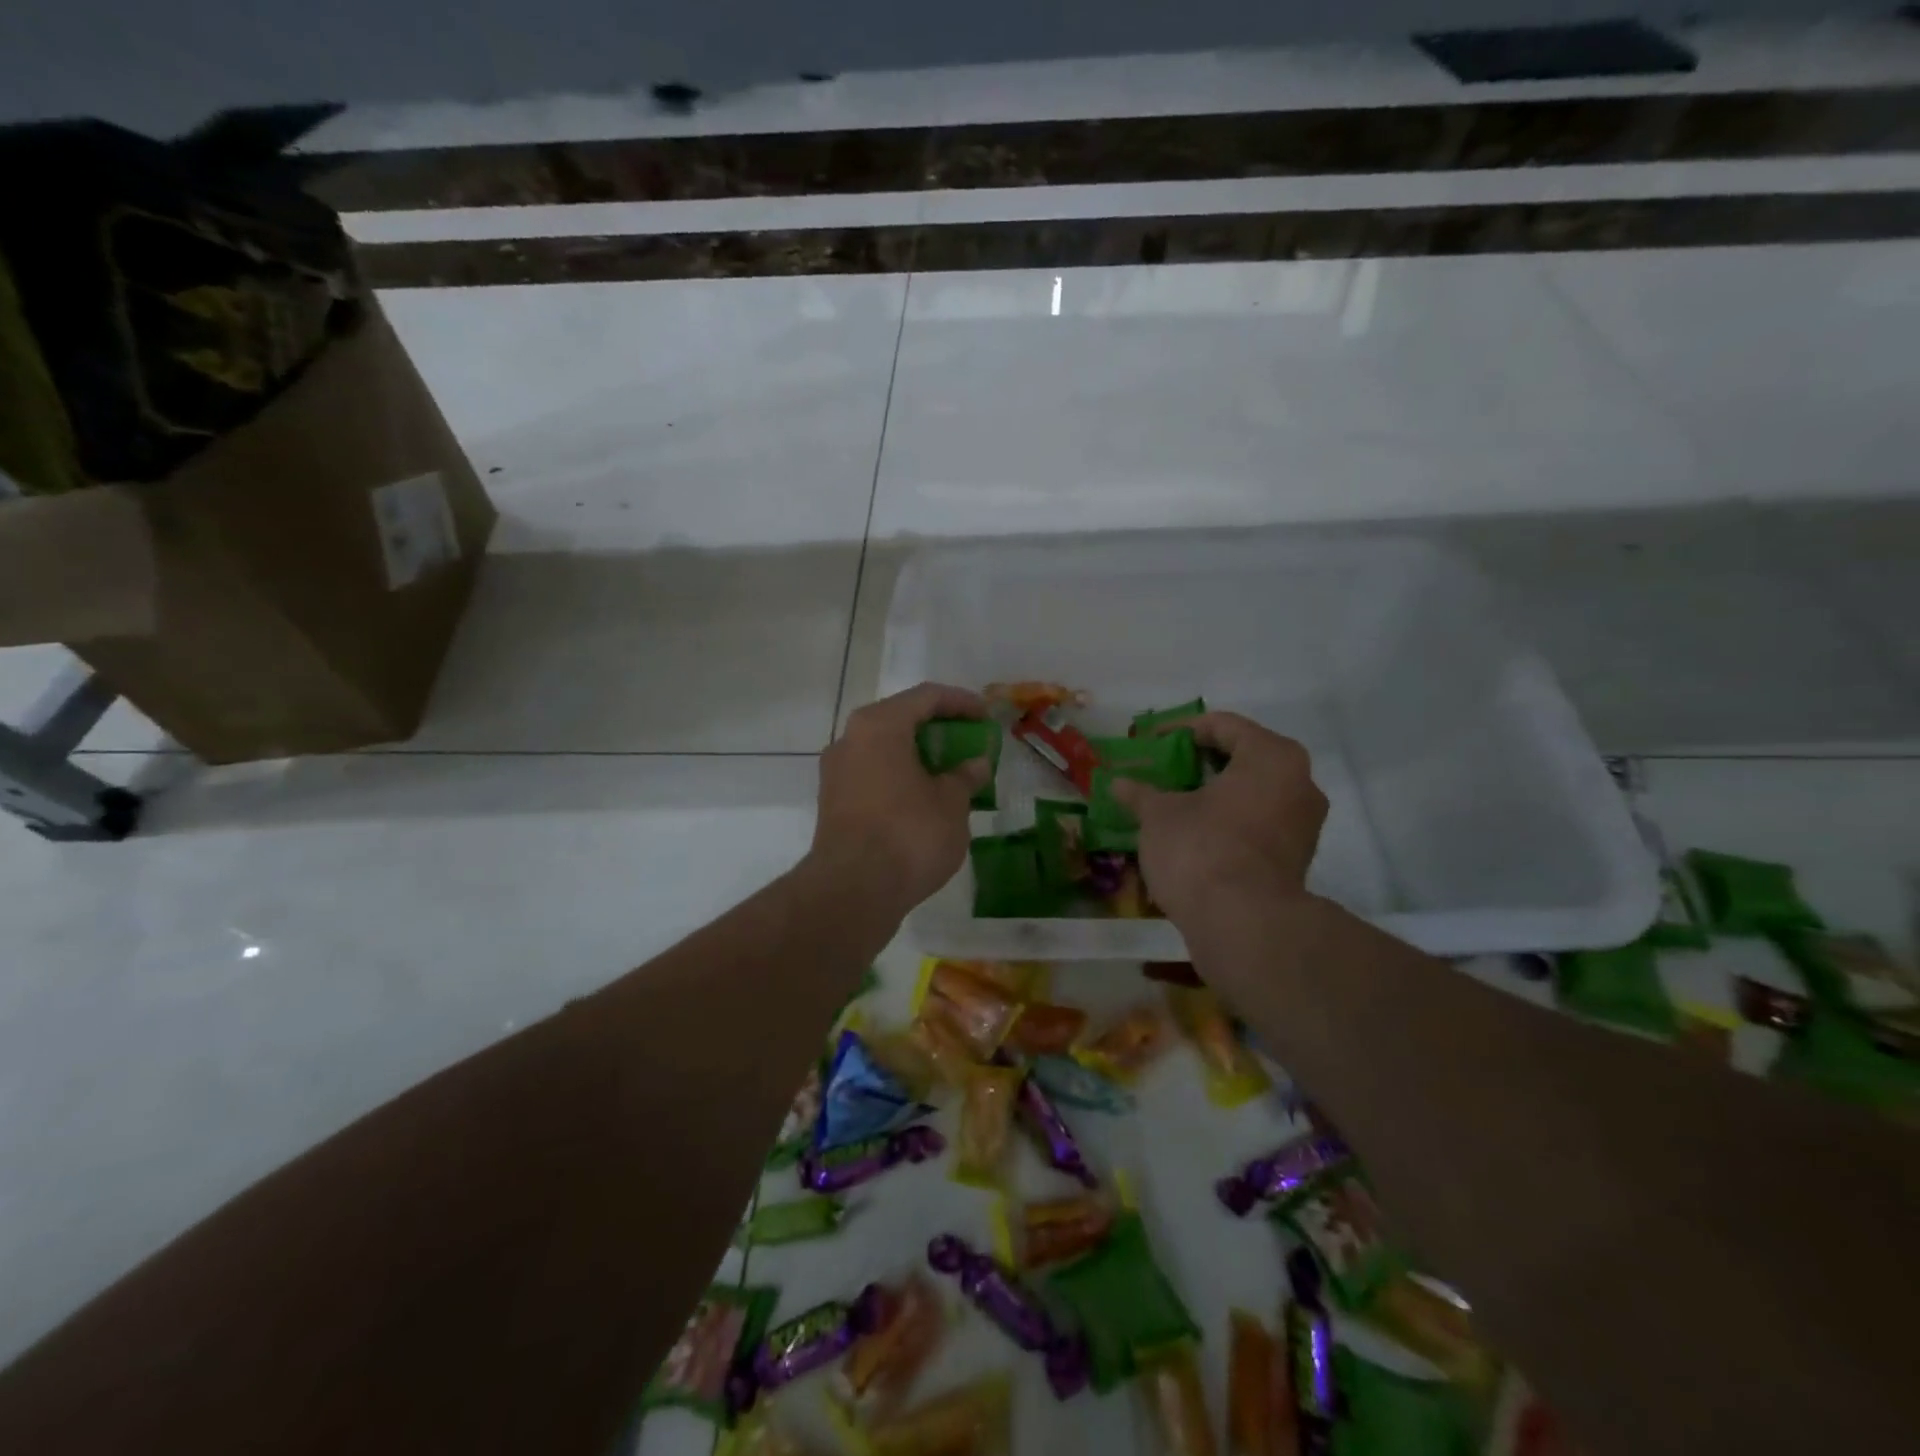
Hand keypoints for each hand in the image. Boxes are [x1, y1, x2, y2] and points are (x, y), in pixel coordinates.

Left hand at [810, 683, 991, 918]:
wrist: (853, 890)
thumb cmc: (909, 833)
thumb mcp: (951, 803)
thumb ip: (965, 776)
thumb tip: (976, 764)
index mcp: (879, 725)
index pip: (926, 696)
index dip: (961, 702)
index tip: (986, 716)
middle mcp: (850, 739)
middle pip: (900, 720)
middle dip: (938, 729)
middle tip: (969, 742)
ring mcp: (836, 772)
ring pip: (884, 750)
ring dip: (918, 756)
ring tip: (950, 773)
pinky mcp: (832, 803)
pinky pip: (873, 775)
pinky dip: (900, 778)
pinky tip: (924, 798)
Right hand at [1112, 713, 1326, 924]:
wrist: (1243, 924)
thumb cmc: (1201, 849)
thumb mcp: (1159, 815)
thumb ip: (1140, 793)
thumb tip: (1117, 783)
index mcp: (1271, 756)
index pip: (1223, 725)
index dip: (1181, 730)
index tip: (1150, 742)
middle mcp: (1299, 782)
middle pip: (1242, 758)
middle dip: (1199, 764)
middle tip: (1162, 771)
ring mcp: (1303, 824)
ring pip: (1252, 794)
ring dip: (1213, 795)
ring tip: (1173, 803)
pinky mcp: (1296, 859)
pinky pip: (1257, 824)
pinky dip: (1227, 822)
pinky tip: (1193, 834)